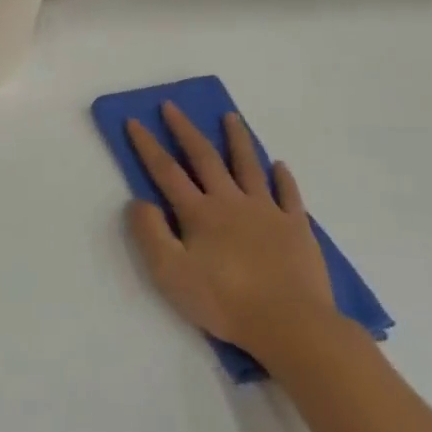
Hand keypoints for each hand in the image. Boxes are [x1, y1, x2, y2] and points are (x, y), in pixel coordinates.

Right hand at [125, 104, 339, 368]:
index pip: (166, 171)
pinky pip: (289, 194)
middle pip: (205, 158)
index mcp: (199, 213)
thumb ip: (150, 234)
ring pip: (248, 166)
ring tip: (231, 116)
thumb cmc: (225, 301)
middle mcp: (231, 202)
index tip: (134, 120)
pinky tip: (279, 165)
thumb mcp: (170, 273)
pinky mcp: (296, 228)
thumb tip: (139, 201)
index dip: (147, 145)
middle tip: (172, 106)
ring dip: (237, 139)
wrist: (292, 325)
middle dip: (185, 130)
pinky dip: (283, 177)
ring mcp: (267, 212)